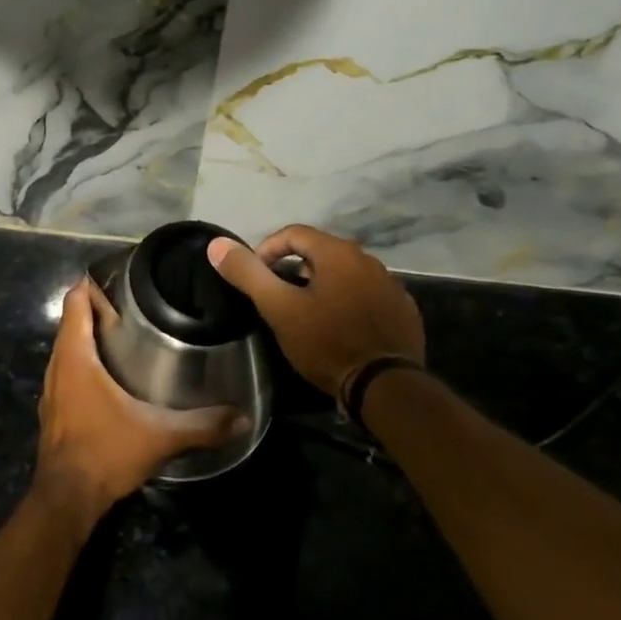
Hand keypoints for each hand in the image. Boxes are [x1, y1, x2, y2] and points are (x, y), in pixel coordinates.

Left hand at [32, 278, 246, 530]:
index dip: (93, 284)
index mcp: (76, 356)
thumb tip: (242, 417)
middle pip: (72, 322)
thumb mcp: (160, 435)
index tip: (122, 278)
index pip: (75, 301)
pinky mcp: (53, 411)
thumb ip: (202, 424)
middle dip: (98, 308)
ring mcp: (52, 390)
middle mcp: (58, 366)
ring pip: (67, 348)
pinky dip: (84, 362)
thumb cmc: (106, 453)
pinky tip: (111, 376)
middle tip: (136, 305)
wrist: (65, 501)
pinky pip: (67, 371)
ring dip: (89, 337)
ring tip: (127, 334)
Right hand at [207, 225, 424, 401]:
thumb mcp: (280, 309)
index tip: (255, 276)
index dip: (267, 249)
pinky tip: (341, 327)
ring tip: (306, 314)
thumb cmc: (327, 343)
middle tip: (278, 297)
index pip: (294, 233)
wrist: (385, 386)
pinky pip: (369, 295)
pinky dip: (350, 302)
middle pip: (321, 252)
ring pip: (346, 274)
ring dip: (323, 285)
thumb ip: (248, 274)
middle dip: (295, 268)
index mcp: (337, 252)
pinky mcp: (403, 310)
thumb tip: (217, 244)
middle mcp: (368, 259)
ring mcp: (391, 284)